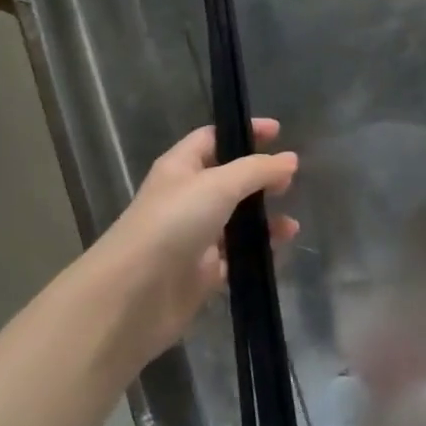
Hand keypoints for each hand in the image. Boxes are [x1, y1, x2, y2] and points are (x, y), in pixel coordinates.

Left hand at [73, 120, 298, 379]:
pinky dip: (257, 252)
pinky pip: (237, 256)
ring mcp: (194, 236)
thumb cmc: (174, 223)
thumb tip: (290, 160)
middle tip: (290, 181)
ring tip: (291, 226)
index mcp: (181, 167)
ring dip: (264, 219)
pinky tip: (278, 251)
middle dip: (259, 178)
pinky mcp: (203, 271)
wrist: (134, 293)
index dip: (243, 132)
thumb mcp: (218, 185)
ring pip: (236, 220)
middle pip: (228, 180)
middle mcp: (187, 198)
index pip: (213, 138)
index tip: (278, 132)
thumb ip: (257, 170)